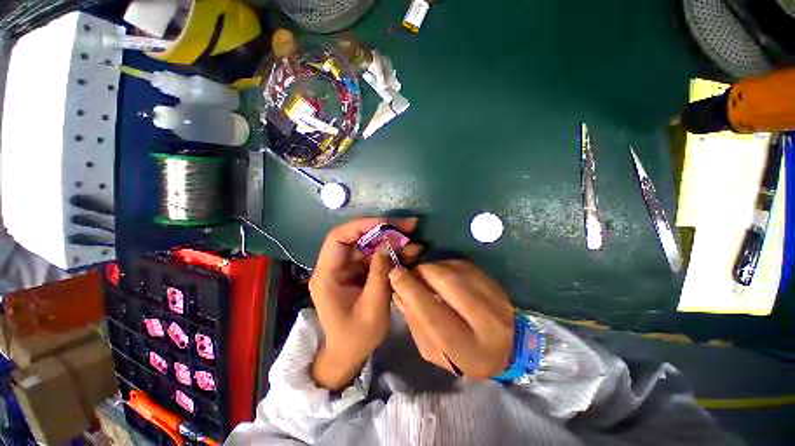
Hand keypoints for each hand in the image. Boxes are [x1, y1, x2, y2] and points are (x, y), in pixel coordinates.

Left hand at [309, 217, 419, 389]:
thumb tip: (389, 243)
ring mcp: (347, 268)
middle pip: (357, 237)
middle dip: (384, 230)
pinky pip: (375, 256)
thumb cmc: (356, 337)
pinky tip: (409, 253)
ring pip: (369, 245)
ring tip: (414, 242)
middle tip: (409, 226)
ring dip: (391, 241)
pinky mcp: (358, 272)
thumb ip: (380, 274)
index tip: (388, 224)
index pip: (338, 237)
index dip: (362, 225)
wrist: (348, 355)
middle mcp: (334, 266)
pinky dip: (391, 253)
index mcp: (327, 274)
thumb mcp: (372, 308)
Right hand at [389, 260, 514, 378]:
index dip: (412, 291)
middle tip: (409, 272)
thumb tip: (399, 290)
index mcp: (469, 350)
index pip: (434, 315)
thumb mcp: (433, 350)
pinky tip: (439, 273)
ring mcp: (496, 299)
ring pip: (456, 270)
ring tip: (423, 274)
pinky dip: (445, 265)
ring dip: (433, 267)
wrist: (505, 348)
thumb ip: (415, 321)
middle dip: (422, 272)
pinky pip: (464, 265)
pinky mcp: (495, 283)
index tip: (395, 275)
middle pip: (449, 284)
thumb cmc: (462, 355)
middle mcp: (488, 322)